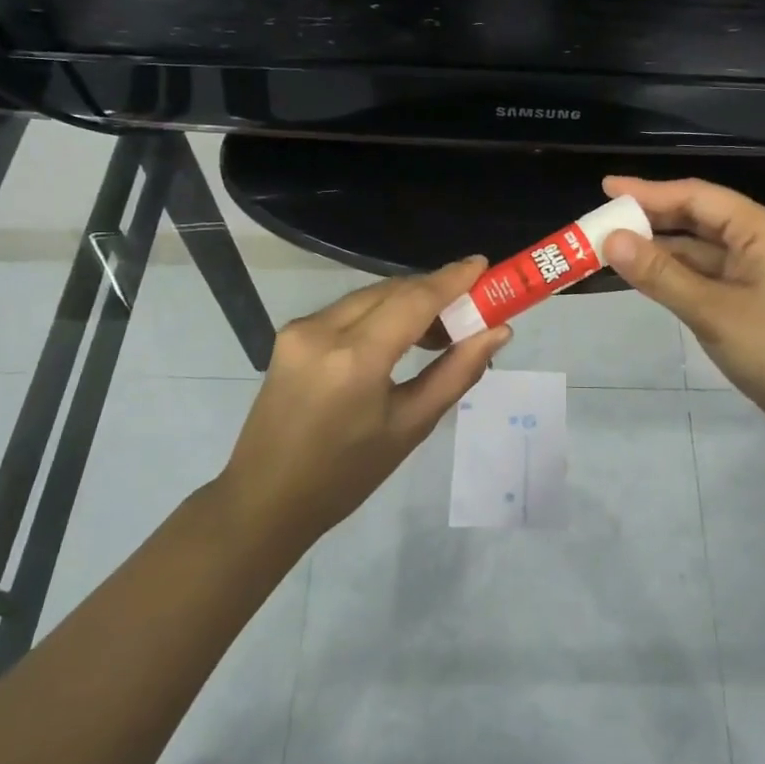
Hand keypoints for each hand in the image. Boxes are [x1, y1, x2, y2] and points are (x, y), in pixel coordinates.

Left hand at [221, 259, 509, 544]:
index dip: (452, 279)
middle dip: (435, 292)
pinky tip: (399, 337)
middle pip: (392, 291)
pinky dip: (380, 313)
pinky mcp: (290, 334)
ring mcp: (300, 329)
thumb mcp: (410, 427)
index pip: (414, 300)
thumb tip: (497, 332)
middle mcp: (323, 331)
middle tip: (472, 309)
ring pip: (369, 296)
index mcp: (354, 359)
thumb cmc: (346, 475)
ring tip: (440, 332)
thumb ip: (456, 372)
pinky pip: (348, 309)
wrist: (266, 498)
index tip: (484, 265)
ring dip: (408, 302)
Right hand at [601, 176, 764, 448]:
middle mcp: (759, 239)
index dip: (648, 191)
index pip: (696, 196)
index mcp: (760, 229)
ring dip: (659, 248)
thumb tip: (611, 240)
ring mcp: (755, 269)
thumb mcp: (712, 311)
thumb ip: (660, 274)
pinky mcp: (750, 296)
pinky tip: (643, 274)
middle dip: (650, 218)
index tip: (606, 187)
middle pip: (697, 217)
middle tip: (602, 219)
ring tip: (611, 246)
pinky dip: (674, 272)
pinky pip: (705, 273)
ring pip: (698, 248)